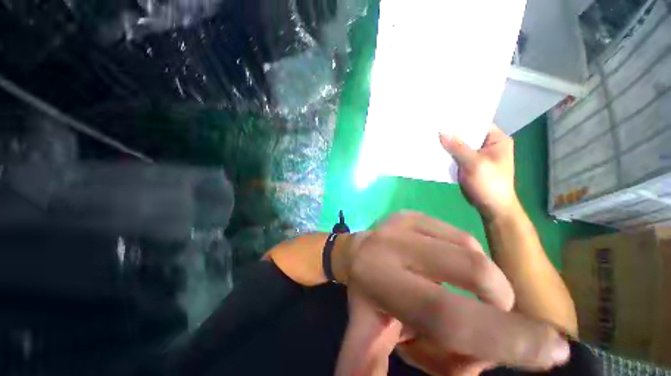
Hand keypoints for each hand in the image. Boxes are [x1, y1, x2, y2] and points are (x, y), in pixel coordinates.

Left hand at [333, 212, 569, 371]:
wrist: (353, 251)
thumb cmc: (365, 296)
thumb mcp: (366, 335)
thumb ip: (372, 365)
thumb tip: (442, 375)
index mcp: (381, 280)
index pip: (445, 314)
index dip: (502, 339)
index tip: (553, 352)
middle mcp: (394, 244)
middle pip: (474, 273)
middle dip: (502, 309)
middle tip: (493, 323)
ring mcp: (404, 222)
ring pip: (473, 254)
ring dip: (483, 286)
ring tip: (456, 295)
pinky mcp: (411, 213)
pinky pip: (462, 237)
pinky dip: (469, 260)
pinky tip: (446, 269)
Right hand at [439, 125, 517, 220]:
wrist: (491, 206)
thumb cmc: (489, 183)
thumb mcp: (474, 163)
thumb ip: (458, 147)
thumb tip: (441, 131)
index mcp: (497, 140)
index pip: (478, 123)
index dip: (461, 120)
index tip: (443, 117)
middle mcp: (488, 145)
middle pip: (467, 134)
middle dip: (452, 132)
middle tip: (433, 126)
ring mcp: (477, 155)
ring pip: (460, 145)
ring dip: (448, 144)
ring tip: (431, 136)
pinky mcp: (468, 165)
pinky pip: (456, 156)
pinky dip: (447, 154)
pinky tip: (435, 151)